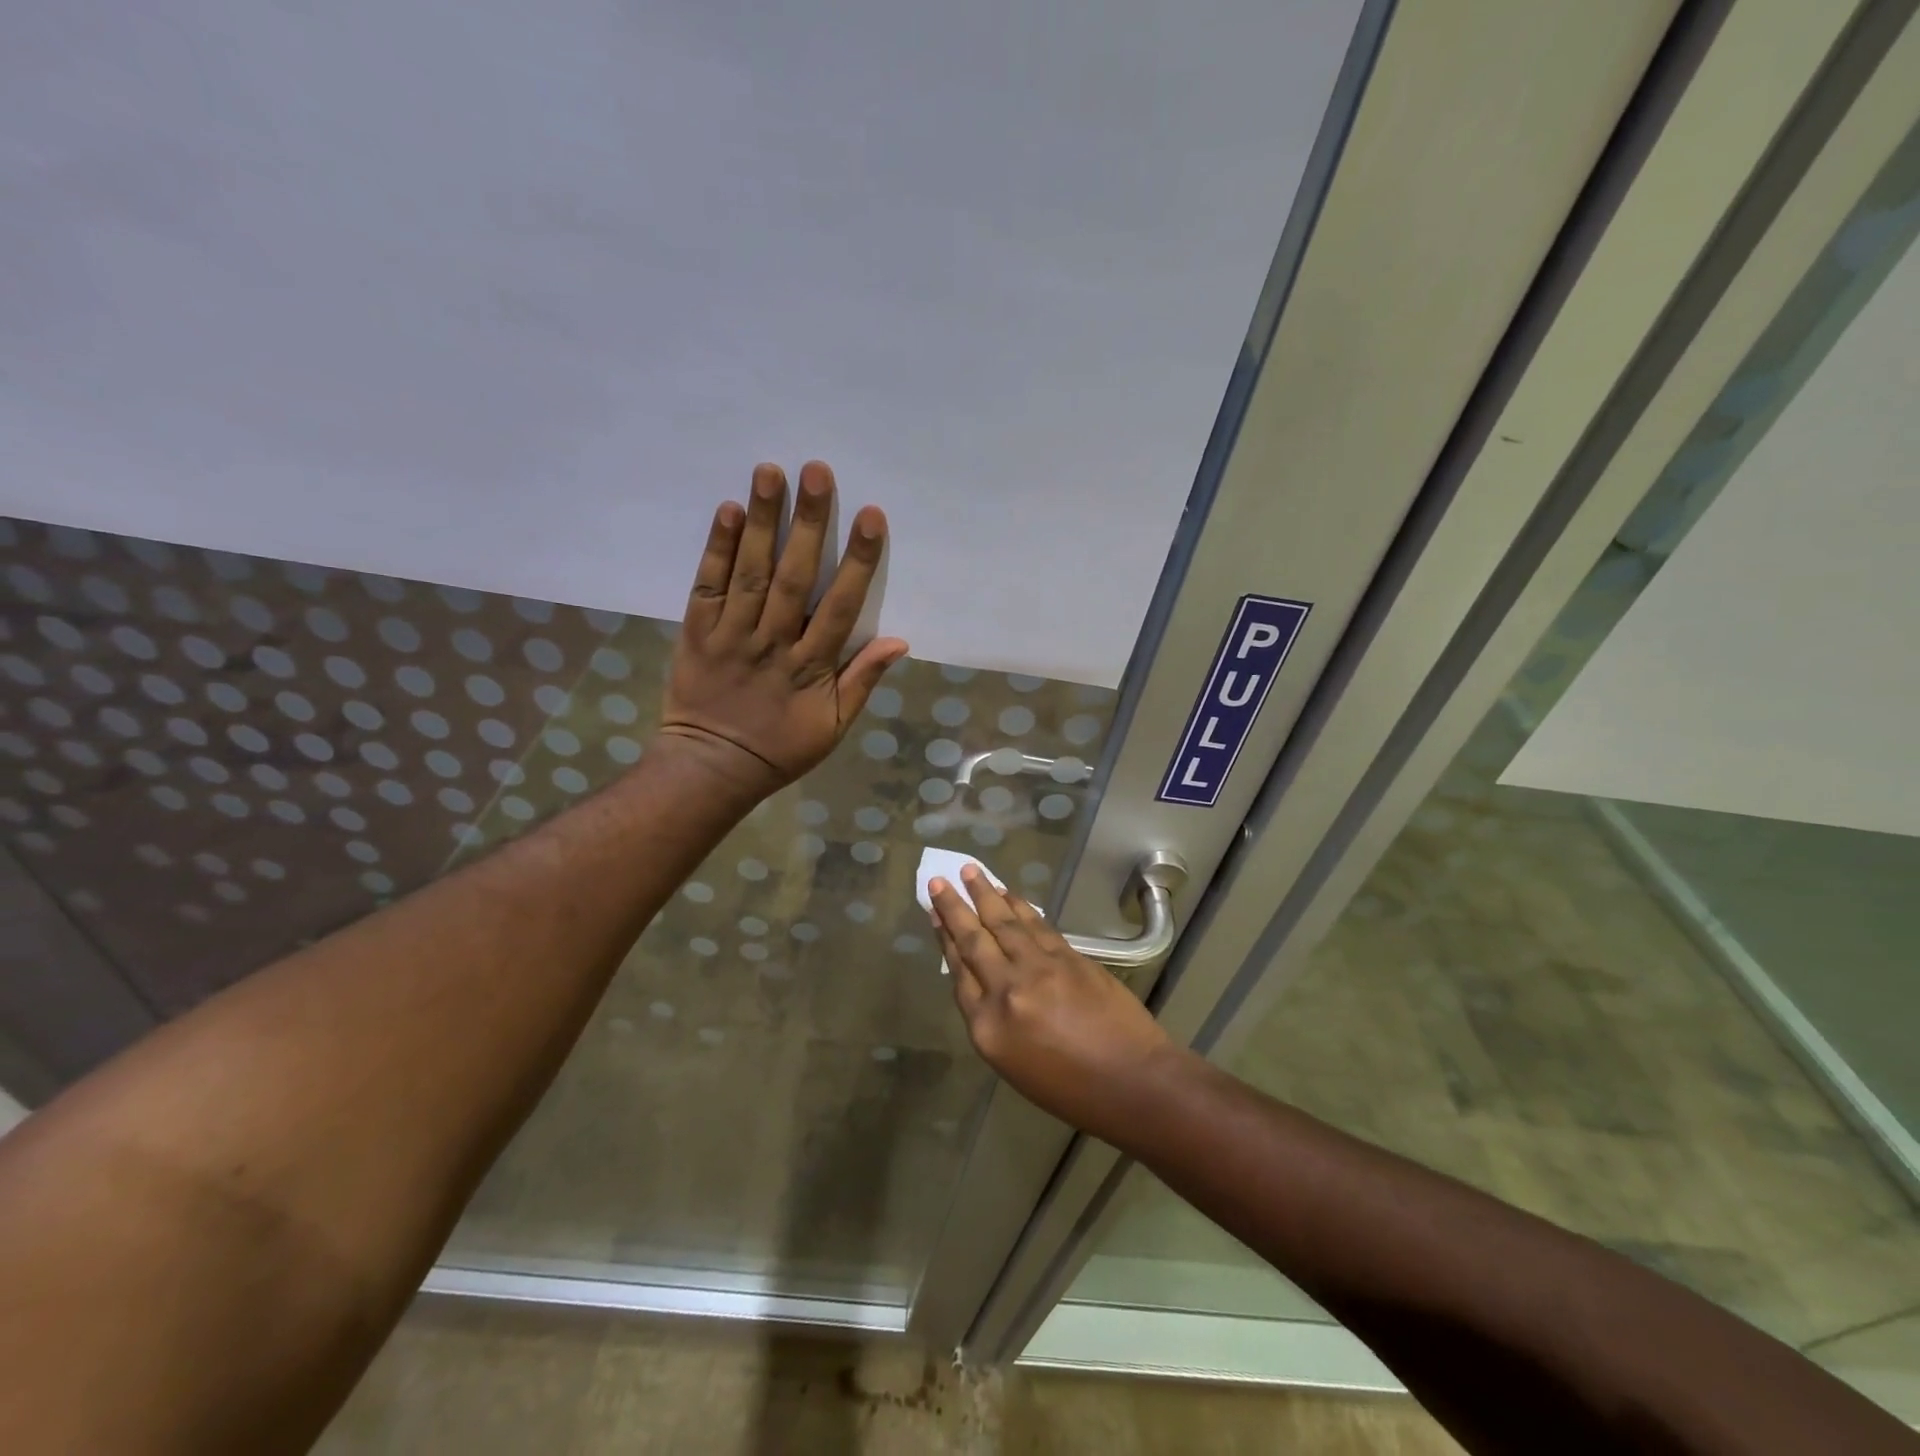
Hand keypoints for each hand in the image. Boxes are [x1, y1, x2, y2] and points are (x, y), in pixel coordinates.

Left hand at [659, 461, 907, 796]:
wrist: (711, 768)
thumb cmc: (780, 749)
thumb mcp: (833, 727)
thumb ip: (862, 681)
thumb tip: (899, 641)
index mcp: (810, 667)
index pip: (839, 606)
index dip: (856, 561)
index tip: (870, 516)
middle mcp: (772, 642)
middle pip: (792, 576)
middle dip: (807, 522)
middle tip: (816, 470)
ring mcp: (731, 634)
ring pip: (749, 572)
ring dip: (762, 521)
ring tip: (770, 472)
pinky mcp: (697, 632)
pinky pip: (707, 585)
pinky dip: (716, 549)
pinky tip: (728, 511)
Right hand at [930, 865, 1179, 1142]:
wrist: (1132, 1081)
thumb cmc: (1068, 1089)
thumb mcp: (1012, 1064)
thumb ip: (991, 1018)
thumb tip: (981, 977)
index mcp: (987, 1027)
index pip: (958, 971)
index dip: (944, 938)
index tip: (934, 913)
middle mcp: (1007, 990)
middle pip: (974, 940)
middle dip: (954, 907)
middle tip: (939, 880)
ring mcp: (1040, 969)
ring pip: (1005, 923)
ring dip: (986, 894)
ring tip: (971, 871)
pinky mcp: (1069, 957)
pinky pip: (1036, 925)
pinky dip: (1020, 907)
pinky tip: (1009, 894)